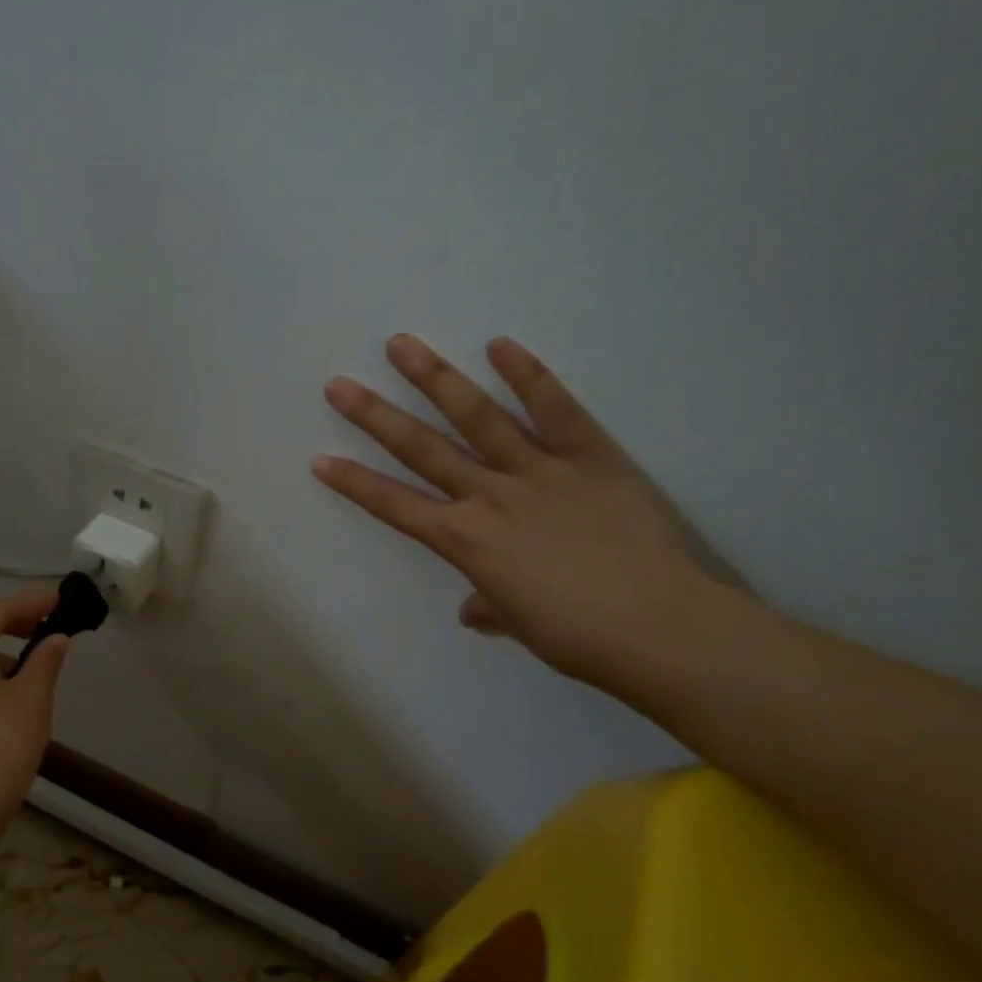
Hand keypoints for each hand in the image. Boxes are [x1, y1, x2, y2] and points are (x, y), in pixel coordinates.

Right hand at [313, 335, 745, 687]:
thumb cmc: (580, 637)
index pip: (395, 506)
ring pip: (476, 417)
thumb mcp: (521, 624)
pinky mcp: (589, 455)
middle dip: (374, 417)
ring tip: (401, 345)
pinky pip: (555, 409)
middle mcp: (490, 497)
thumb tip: (473, 610)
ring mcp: (538, 470)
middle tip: (339, 385)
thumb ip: (491, 605)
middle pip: (421, 449)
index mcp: (467, 542)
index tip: (320, 459)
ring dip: (435, 379)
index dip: (355, 483)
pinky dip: (528, 375)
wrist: (660, 628)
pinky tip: (500, 344)